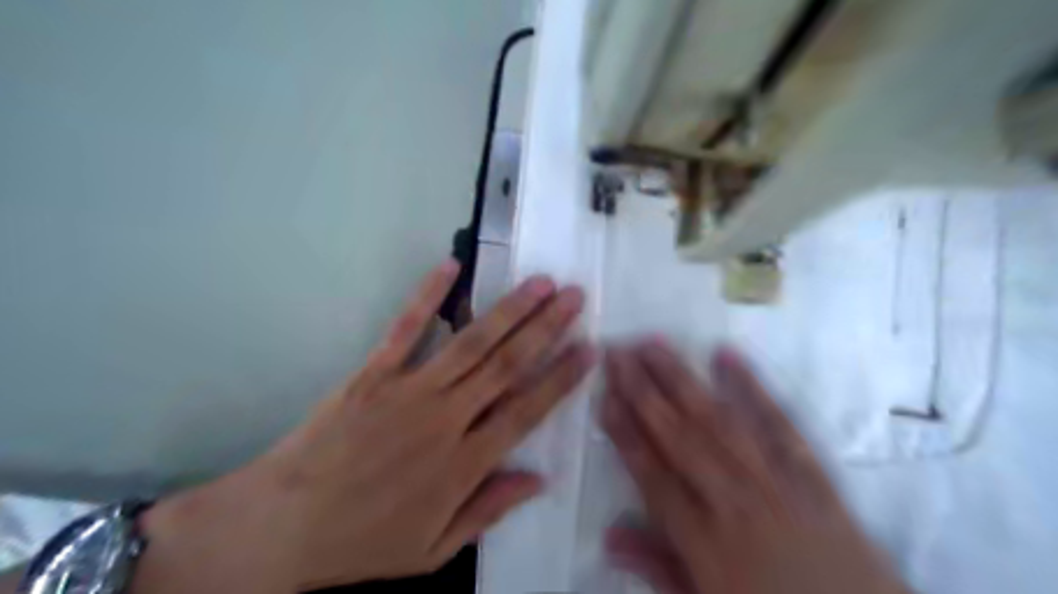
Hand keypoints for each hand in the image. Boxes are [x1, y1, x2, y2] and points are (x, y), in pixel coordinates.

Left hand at [129, 261, 594, 592]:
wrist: (278, 529)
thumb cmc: (361, 543)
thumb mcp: (432, 551)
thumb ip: (489, 510)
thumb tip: (539, 480)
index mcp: (464, 465)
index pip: (527, 411)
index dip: (562, 378)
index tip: (589, 349)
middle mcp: (445, 419)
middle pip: (507, 366)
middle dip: (547, 328)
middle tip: (574, 297)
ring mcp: (408, 391)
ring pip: (471, 343)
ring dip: (509, 310)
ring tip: (539, 283)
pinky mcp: (373, 374)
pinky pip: (406, 329)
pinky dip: (428, 296)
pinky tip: (451, 267)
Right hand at [603, 342, 909, 593]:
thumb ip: (657, 567)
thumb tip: (608, 536)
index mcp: (705, 541)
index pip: (652, 474)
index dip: (625, 433)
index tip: (604, 396)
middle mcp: (735, 502)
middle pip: (679, 437)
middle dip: (643, 391)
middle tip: (618, 353)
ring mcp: (776, 484)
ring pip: (719, 420)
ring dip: (682, 379)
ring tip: (655, 344)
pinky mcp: (813, 475)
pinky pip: (780, 425)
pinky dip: (754, 388)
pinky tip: (727, 356)